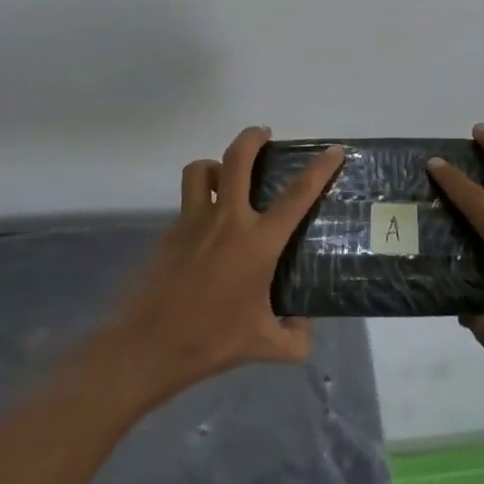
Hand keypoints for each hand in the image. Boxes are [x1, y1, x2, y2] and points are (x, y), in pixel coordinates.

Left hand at [107, 126, 344, 397]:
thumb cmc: (212, 341)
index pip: (297, 195)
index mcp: (257, 243)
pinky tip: (207, 232)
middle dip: (253, 137)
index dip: (320, 168)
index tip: (334, 150)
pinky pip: (186, 204)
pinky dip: (199, 203)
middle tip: (264, 135)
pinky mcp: (169, 234)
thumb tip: (302, 325)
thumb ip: (295, 338)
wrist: (149, 347)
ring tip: (226, 176)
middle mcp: (226, 221)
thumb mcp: (266, 346)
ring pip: (201, 171)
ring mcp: (192, 223)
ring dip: (216, 165)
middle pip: (237, 159)